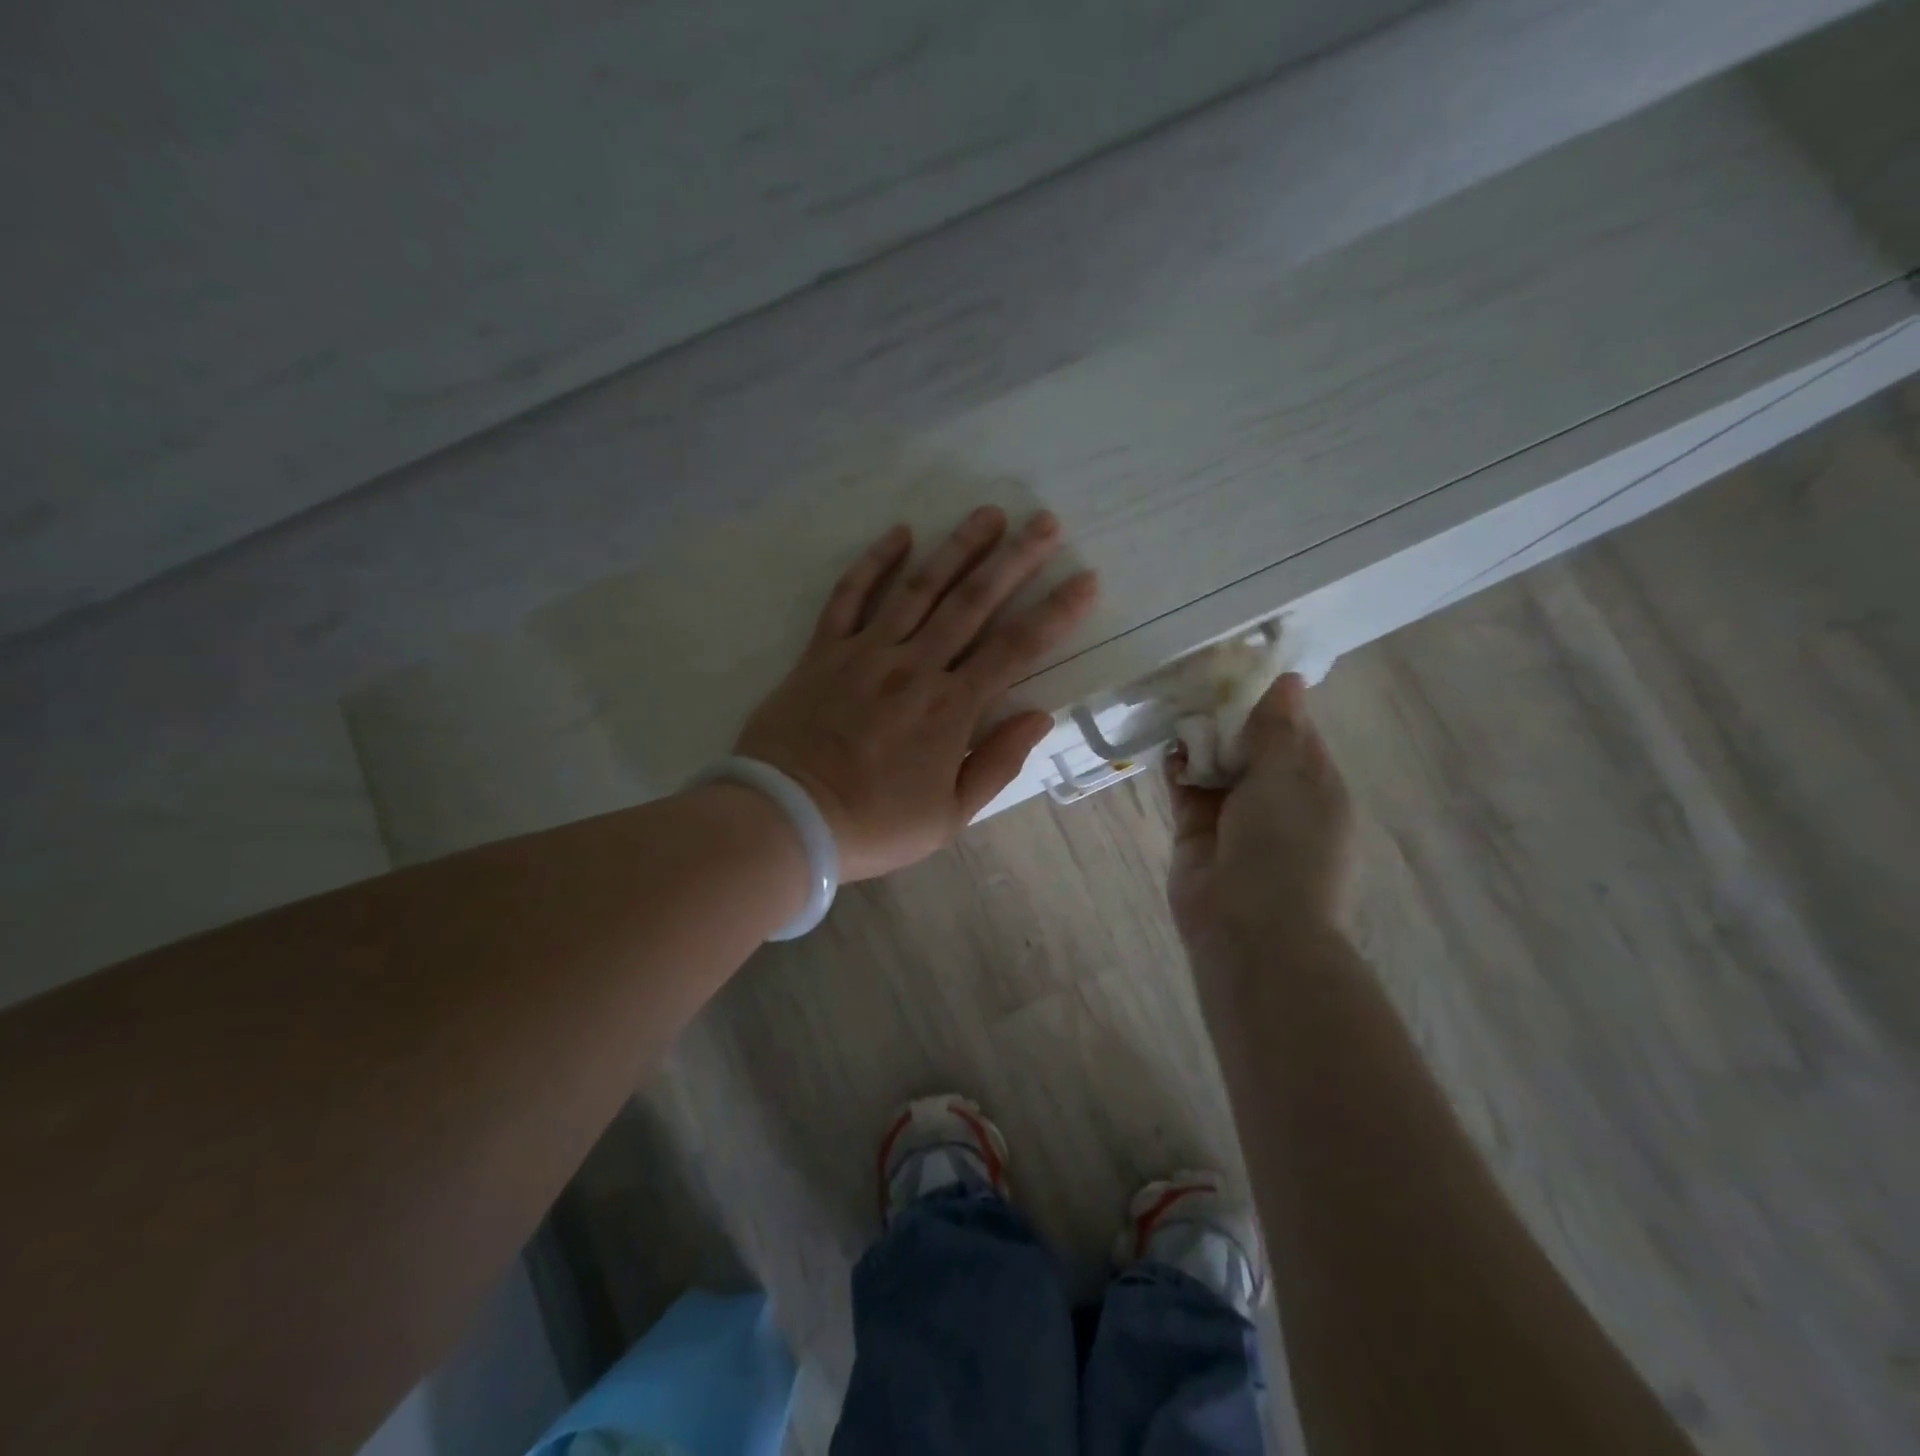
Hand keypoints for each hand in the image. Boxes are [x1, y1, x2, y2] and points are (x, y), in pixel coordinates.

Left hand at [735, 506, 1097, 881]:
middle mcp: (915, 666)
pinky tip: (899, 532)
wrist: (787, 818)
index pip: (1016, 649)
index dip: (1055, 613)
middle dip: (1015, 560)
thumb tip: (1039, 716)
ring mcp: (867, 652)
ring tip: (988, 515)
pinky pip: (850, 596)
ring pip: (920, 588)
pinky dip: (873, 562)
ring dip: (958, 548)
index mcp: (951, 708)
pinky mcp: (823, 651)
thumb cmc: (874, 824)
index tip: (1084, 580)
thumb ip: (997, 763)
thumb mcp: (949, 815)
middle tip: (1045, 523)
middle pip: (974, 603)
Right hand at [1165, 673, 1353, 954]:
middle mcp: (1278, 799)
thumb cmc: (1285, 847)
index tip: (1238, 668)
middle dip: (1227, 718)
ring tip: (1179, 710)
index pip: (1294, 731)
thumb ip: (1277, 729)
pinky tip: (1170, 750)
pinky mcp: (1197, 833)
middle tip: (1198, 682)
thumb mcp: (1288, 777)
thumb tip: (1287, 680)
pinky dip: (1179, 769)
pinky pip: (1187, 790)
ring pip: (1216, 766)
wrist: (1250, 928)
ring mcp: (1236, 818)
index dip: (1268, 701)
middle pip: (1251, 746)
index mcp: (1316, 786)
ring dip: (1200, 742)